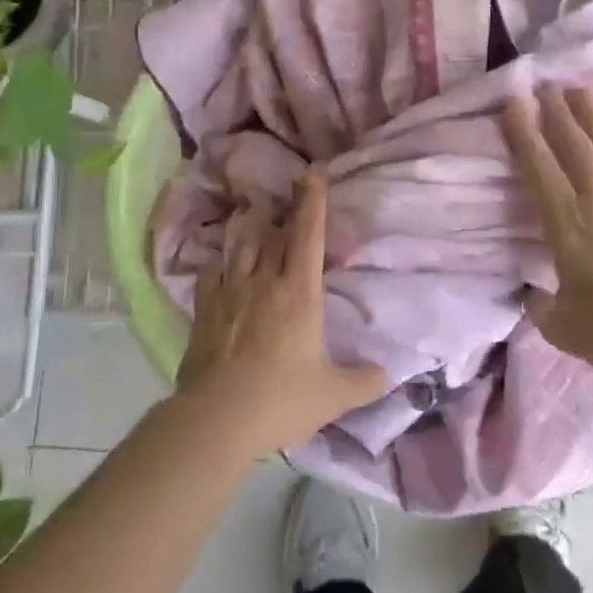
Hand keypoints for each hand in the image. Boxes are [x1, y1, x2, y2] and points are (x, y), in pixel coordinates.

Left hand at [176, 169, 388, 455]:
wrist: (216, 419)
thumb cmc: (281, 400)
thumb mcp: (333, 396)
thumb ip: (364, 382)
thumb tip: (388, 373)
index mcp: (300, 293)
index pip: (309, 235)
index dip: (312, 201)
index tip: (313, 173)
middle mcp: (265, 281)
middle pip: (275, 233)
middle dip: (286, 208)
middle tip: (290, 190)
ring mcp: (230, 293)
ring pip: (241, 246)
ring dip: (251, 229)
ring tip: (254, 216)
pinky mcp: (204, 310)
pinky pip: (210, 274)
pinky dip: (217, 263)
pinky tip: (218, 264)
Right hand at [503, 85, 592, 384]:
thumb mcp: (560, 326)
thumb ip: (540, 306)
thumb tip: (533, 295)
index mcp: (567, 224)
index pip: (538, 168)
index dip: (523, 133)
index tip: (513, 102)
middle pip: (575, 147)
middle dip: (557, 112)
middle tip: (546, 84)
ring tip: (581, 90)